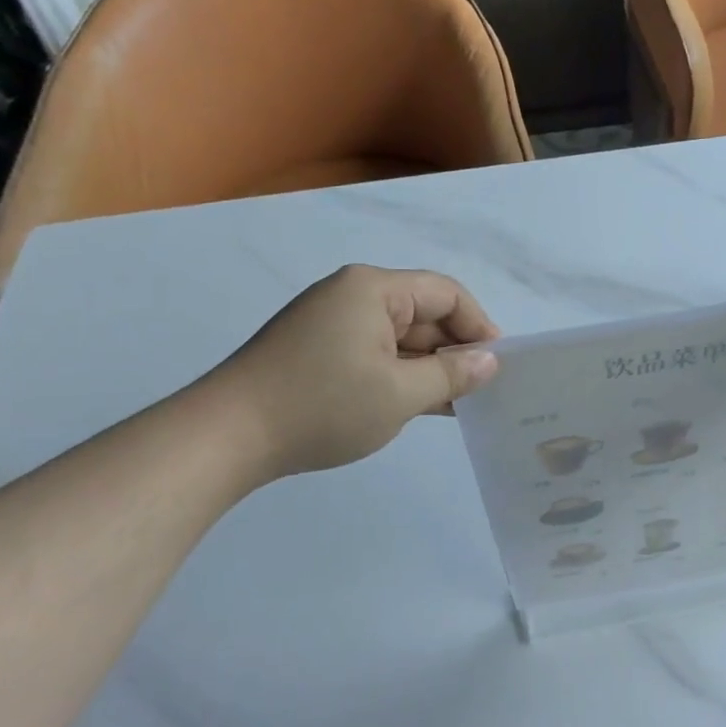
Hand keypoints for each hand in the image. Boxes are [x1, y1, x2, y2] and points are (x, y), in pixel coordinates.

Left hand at [202, 265, 500, 478]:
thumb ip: (452, 374)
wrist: (227, 436)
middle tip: (481, 391)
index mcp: (373, 289)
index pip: (445, 293)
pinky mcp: (317, 351)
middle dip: (454, 350)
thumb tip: (490, 361)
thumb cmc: (323, 405)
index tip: (498, 365)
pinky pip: (374, 354)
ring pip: (399, 338)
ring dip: (428, 367)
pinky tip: (420, 406)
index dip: (478, 325)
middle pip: (422, 313)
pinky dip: (399, 376)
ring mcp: (331, 324)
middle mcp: (352, 296)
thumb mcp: (400, 393)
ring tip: (457, 404)